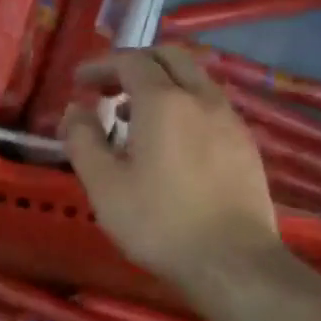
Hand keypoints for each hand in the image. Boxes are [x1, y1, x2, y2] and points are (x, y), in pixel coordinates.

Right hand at [61, 47, 279, 289]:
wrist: (232, 263)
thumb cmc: (159, 222)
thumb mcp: (103, 184)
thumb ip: (82, 140)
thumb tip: (74, 110)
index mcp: (163, 102)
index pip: (130, 61)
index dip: (100, 65)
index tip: (78, 82)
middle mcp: (202, 99)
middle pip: (170, 57)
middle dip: (134, 64)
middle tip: (107, 88)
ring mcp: (230, 121)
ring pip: (194, 80)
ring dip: (160, 84)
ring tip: (132, 116)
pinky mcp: (246, 146)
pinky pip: (210, 106)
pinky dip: (183, 105)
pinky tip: (169, 141)